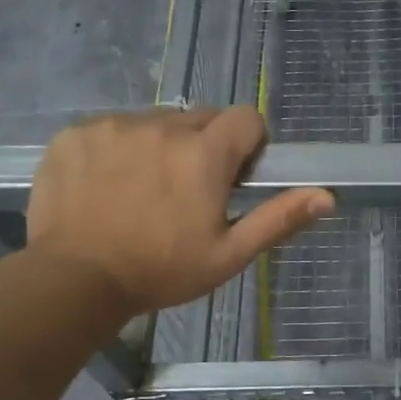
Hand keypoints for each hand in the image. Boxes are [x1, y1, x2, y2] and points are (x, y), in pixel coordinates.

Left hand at [26, 108, 332, 317]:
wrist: (73, 282)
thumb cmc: (161, 271)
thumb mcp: (228, 254)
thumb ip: (278, 218)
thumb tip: (327, 196)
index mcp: (204, 153)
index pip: (246, 118)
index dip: (248, 144)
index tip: (233, 177)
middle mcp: (162, 126)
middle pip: (201, 117)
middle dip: (205, 145)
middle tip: (188, 190)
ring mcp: (114, 126)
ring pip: (156, 121)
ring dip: (161, 144)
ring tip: (143, 189)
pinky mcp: (76, 133)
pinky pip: (112, 127)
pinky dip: (118, 148)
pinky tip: (107, 185)